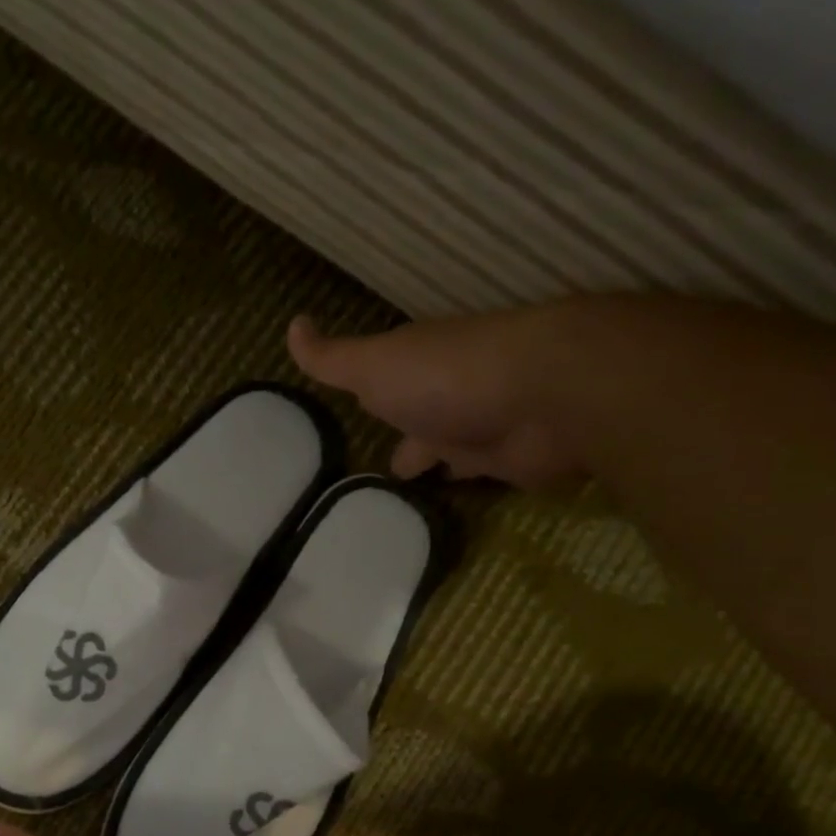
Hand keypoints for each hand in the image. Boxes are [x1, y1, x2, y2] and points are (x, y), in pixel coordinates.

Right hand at [287, 310, 587, 487]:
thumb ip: (332, 358)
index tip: (357, 419)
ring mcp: (485, 431)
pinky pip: (480, 481)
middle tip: (383, 473)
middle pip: (423, 423)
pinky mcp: (512, 466)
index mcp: (417, 371)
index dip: (372, 400)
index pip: (388, 388)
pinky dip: (466, 491)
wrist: (544, 396)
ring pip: (453, 451)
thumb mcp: (375, 366)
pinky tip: (447, 509)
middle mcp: (450, 398)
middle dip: (409, 442)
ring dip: (438, 465)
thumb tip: (291, 325)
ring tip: (407, 497)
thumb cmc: (448, 376)